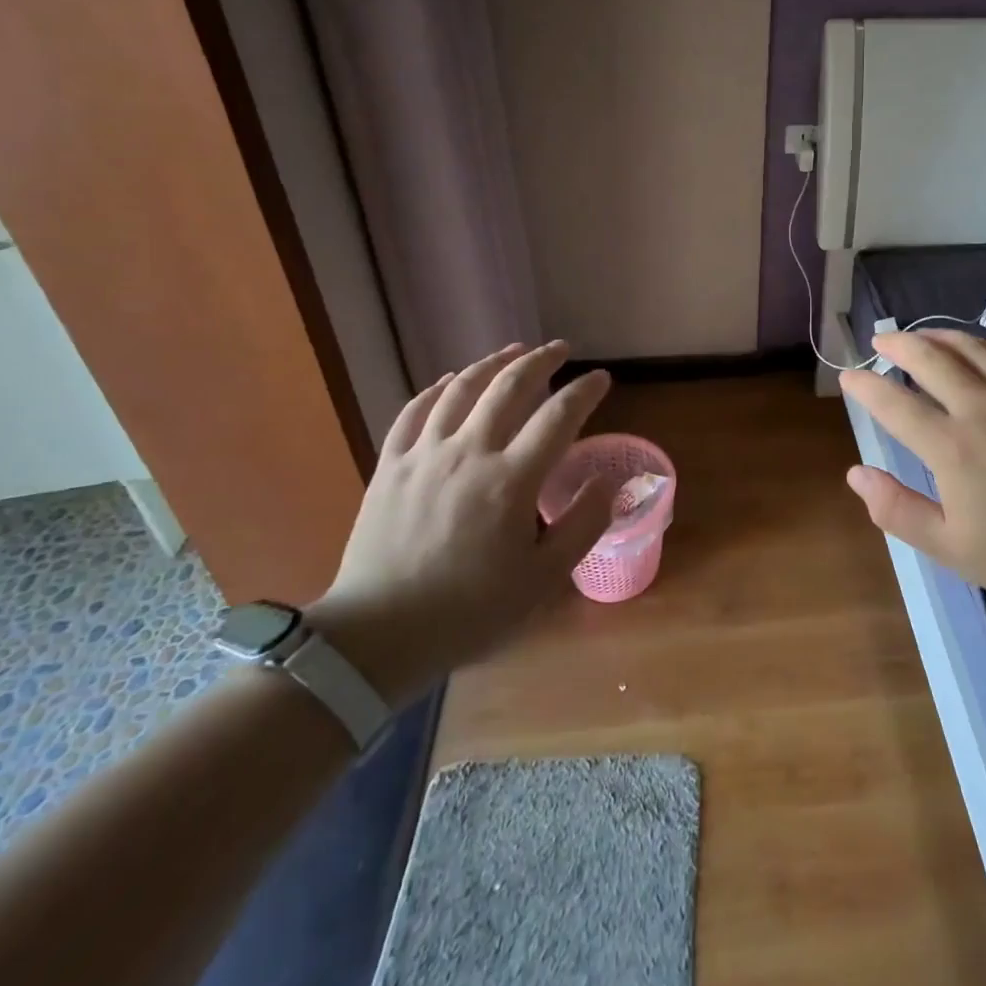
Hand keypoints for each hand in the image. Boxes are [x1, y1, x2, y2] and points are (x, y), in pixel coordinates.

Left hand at [308, 342, 614, 705]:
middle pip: (508, 387)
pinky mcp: (390, 467)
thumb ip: (582, 526)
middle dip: (539, 360)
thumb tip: (608, 482)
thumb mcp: (542, 579)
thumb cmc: (469, 611)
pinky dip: (437, 388)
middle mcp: (468, 453)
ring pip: (460, 389)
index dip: (585, 391)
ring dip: (491, 363)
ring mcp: (423, 455)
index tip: (601, 378)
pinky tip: (449, 381)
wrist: (378, 637)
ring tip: (511, 351)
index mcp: (511, 480)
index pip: (558, 416)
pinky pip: (414, 411)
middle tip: (559, 348)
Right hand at [839, 330, 985, 616]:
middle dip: (897, 344)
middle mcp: (982, 408)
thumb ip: (897, 509)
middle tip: (880, 341)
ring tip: (919, 336)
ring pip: (970, 347)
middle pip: (930, 358)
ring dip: (937, 336)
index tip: (848, 376)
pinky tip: (978, 348)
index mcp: (952, 447)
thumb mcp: (952, 548)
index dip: (865, 386)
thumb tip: (856, 474)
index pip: (895, 403)